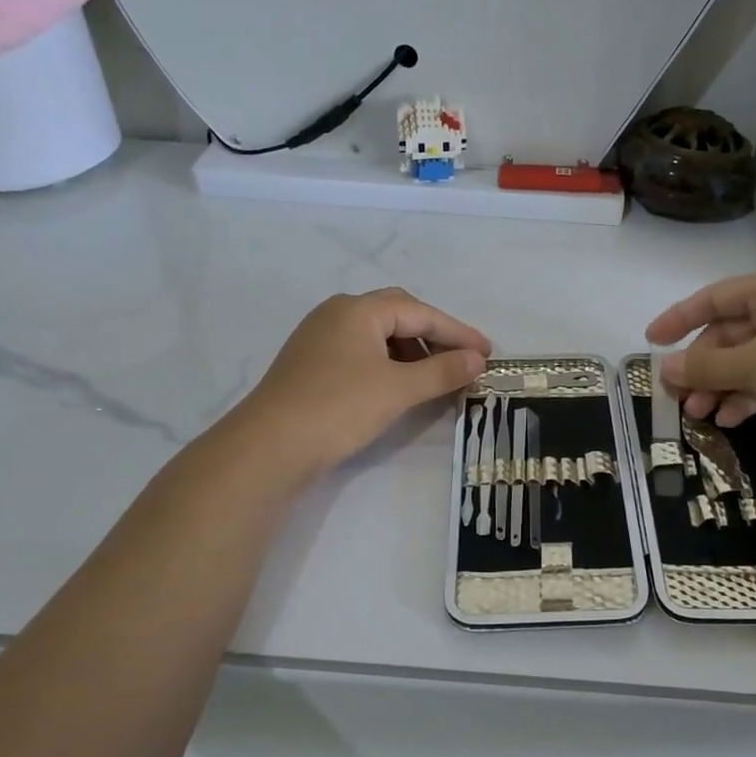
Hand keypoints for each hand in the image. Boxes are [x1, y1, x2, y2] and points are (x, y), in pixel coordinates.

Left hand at [233, 288, 490, 476]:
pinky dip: (387, 365)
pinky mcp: (309, 365)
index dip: (457, 332)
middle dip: (433, 337)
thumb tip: (478, 359)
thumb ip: (442, 371)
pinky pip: (360, 354)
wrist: (269, 447)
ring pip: (378, 336)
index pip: (420, 312)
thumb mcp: (399, 389)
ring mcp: (319, 339)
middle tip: (460, 361)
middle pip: (398, 315)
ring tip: (433, 379)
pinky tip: (397, 388)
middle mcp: (337, 314)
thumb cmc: (339, 407)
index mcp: (358, 309)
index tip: (487, 352)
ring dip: (411, 353)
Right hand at [645, 272, 755, 457]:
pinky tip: (732, 419)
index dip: (679, 318)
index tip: (651, 341)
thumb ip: (704, 366)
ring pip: (746, 359)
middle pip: (728, 334)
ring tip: (700, 415)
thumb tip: (665, 368)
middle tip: (678, 396)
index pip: (713, 298)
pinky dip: (746, 395)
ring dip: (720, 386)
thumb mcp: (752, 365)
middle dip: (701, 366)